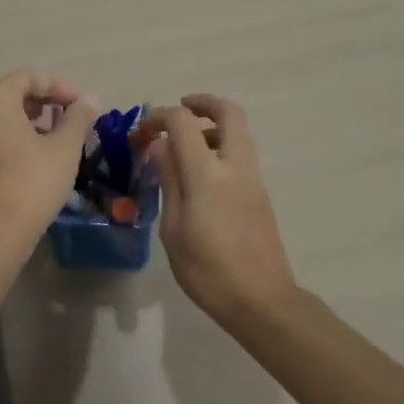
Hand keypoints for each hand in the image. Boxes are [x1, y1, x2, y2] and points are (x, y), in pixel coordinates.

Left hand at [0, 71, 99, 238]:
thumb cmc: (34, 180)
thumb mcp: (65, 146)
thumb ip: (78, 117)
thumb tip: (91, 99)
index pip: (27, 77)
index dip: (58, 86)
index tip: (80, 105)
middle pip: (11, 92)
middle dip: (43, 100)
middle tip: (69, 115)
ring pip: (2, 115)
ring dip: (31, 118)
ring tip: (57, 135)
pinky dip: (15, 135)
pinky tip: (38, 155)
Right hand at [141, 95, 296, 329]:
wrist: (262, 301)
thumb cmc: (207, 271)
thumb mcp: (173, 229)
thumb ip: (169, 181)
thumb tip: (160, 147)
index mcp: (208, 174)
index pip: (183, 122)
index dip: (159, 117)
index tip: (142, 132)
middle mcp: (235, 166)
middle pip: (228, 113)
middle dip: (203, 102)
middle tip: (179, 108)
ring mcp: (253, 179)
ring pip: (239, 132)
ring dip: (213, 126)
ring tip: (185, 145)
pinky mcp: (261, 193)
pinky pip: (242, 154)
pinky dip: (222, 147)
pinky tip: (200, 174)